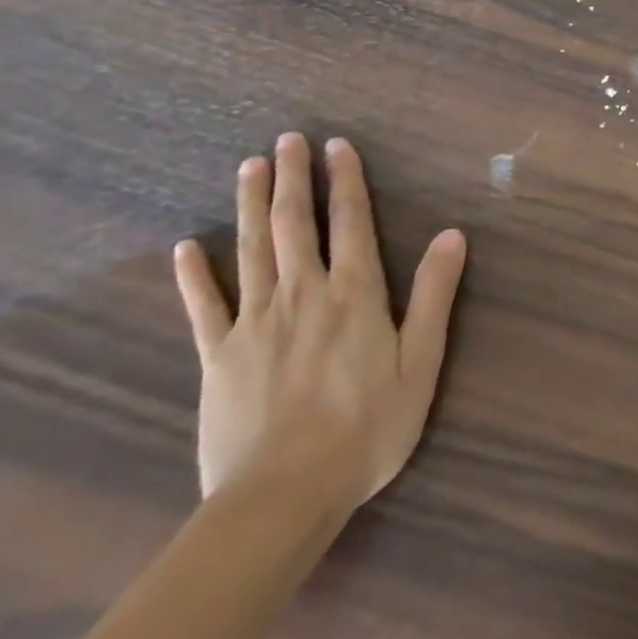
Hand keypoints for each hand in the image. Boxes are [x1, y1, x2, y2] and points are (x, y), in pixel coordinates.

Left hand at [173, 133, 466, 514]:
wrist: (282, 498)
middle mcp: (303, 293)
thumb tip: (452, 234)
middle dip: (291, 178)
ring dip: (249, 204)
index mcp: (353, 293)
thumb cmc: (365, 429)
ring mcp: (255, 322)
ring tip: (248, 166)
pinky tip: (185, 247)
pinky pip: (204, 306)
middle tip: (286, 140)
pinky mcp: (218, 356)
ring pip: (251, 249)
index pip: (350, 221)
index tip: (336, 145)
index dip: (344, 180)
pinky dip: (194, 275)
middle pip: (294, 223)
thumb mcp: (420, 363)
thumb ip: (435, 295)